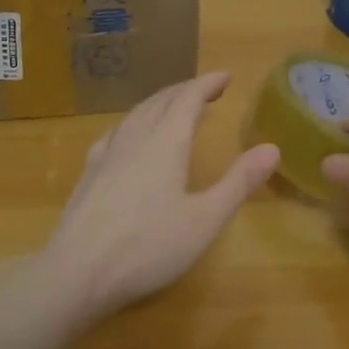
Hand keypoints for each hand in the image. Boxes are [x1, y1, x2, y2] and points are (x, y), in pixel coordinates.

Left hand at [41, 72, 279, 325]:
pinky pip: (116, 131)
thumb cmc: (148, 247)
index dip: (208, 83)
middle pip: (162, 100)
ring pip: (137, 112)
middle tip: (207, 89)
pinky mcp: (89, 172)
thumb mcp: (204, 220)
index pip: (189, 98)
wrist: (77, 272)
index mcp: (166, 141)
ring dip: (160, 102)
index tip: (226, 76)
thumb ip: (239, 183)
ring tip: (173, 105)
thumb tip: (272, 148)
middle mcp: (136, 137)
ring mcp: (108, 152)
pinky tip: (129, 134)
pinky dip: (133, 121)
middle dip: (186, 90)